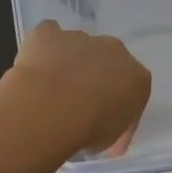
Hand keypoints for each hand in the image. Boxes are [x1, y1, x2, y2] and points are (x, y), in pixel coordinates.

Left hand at [8, 21, 151, 159]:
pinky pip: (48, 36)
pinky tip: (35, 68)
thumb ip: (113, 127)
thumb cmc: (89, 128)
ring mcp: (81, 37)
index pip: (133, 89)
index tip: (103, 125)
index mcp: (136, 76)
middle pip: (107, 61)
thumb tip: (104, 129)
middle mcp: (114, 50)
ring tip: (50, 91)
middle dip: (95, 77)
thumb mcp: (111, 139)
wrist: (52, 107)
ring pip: (77, 47)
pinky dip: (43, 49)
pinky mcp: (49, 32)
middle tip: (77, 103)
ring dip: (69, 63)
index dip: (117, 106)